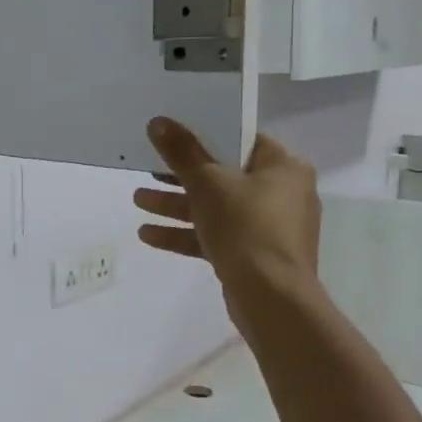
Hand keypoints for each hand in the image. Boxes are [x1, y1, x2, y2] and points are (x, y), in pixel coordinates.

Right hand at [133, 116, 321, 323]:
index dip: (206, 135)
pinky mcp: (254, 255)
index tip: (174, 135)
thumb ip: (182, 152)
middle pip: (224, 175)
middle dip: (180, 176)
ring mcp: (269, 227)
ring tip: (137, 201)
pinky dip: (186, 233)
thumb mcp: (208, 184)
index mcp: (283, 167)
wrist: (271, 299)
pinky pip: (217, 235)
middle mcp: (282, 193)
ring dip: (176, 205)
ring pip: (216, 208)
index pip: (242, 140)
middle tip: (148, 169)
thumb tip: (158, 122)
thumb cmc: (246, 228)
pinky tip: (148, 235)